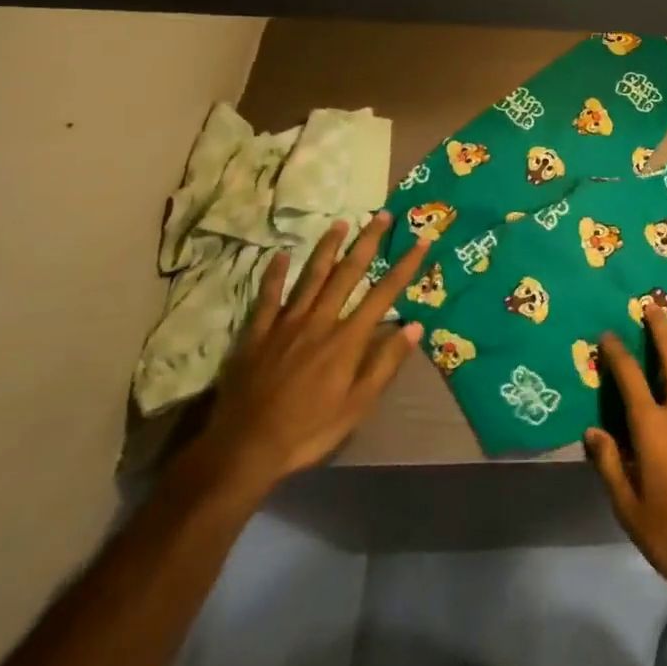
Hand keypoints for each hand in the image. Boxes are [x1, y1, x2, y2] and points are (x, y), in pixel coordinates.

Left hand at [192, 213, 424, 498]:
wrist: (244, 449)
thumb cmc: (308, 431)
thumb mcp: (357, 406)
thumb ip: (385, 363)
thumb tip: (414, 326)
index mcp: (347, 340)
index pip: (384, 294)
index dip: (405, 266)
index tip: (422, 241)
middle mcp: (320, 322)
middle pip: (348, 274)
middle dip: (368, 243)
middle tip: (382, 215)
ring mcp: (286, 324)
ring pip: (311, 277)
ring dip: (328, 248)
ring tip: (340, 223)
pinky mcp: (257, 334)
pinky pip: (268, 297)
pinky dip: (275, 275)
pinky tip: (281, 255)